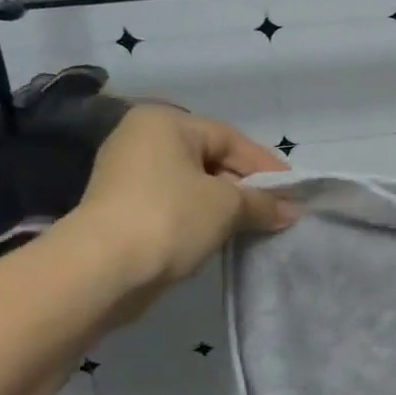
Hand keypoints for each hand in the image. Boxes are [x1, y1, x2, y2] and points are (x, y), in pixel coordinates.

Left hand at [67, 105, 295, 294]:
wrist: (102, 270)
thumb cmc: (170, 218)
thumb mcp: (226, 206)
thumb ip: (262, 203)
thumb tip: (291, 211)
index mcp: (165, 123)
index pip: (229, 138)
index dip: (266, 166)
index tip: (293, 192)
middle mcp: (142, 140)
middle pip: (210, 159)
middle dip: (246, 188)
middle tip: (277, 211)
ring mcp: (127, 175)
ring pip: (193, 185)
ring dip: (225, 206)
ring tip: (256, 226)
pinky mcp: (122, 209)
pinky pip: (174, 205)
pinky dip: (200, 218)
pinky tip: (222, 237)